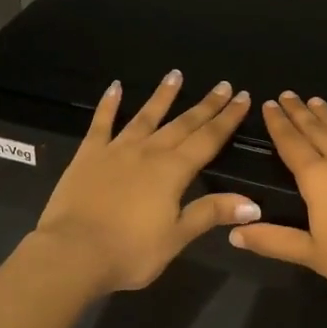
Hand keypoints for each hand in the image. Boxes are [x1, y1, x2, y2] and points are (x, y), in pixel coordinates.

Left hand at [33, 72, 260, 293]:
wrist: (73, 252)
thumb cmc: (130, 251)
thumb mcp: (177, 237)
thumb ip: (211, 213)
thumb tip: (254, 204)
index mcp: (173, 171)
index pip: (208, 139)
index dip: (227, 118)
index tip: (243, 97)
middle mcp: (148, 152)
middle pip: (182, 124)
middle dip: (205, 105)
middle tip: (223, 85)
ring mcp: (116, 150)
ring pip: (145, 116)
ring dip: (163, 96)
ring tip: (176, 75)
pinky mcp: (88, 155)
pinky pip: (101, 123)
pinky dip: (108, 104)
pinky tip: (115, 87)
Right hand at [230, 93, 326, 314]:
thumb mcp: (313, 255)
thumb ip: (273, 241)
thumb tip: (234, 233)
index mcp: (318, 179)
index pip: (291, 144)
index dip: (278, 124)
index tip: (270, 104)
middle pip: (317, 129)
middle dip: (300, 111)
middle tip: (289, 94)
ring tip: (316, 101)